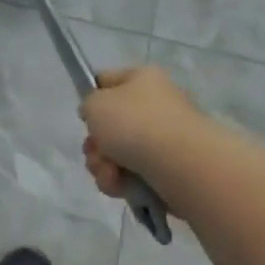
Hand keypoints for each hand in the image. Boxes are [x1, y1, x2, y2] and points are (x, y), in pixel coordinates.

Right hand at [80, 66, 203, 199]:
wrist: (180, 164)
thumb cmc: (134, 123)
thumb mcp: (95, 104)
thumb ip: (88, 105)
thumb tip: (100, 117)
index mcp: (142, 79)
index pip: (106, 80)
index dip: (91, 99)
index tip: (85, 116)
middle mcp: (155, 105)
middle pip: (109, 125)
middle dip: (95, 145)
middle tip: (95, 151)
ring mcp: (163, 138)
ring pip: (116, 154)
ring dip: (103, 166)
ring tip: (111, 173)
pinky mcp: (167, 168)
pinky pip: (131, 174)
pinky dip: (121, 181)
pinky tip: (122, 185)